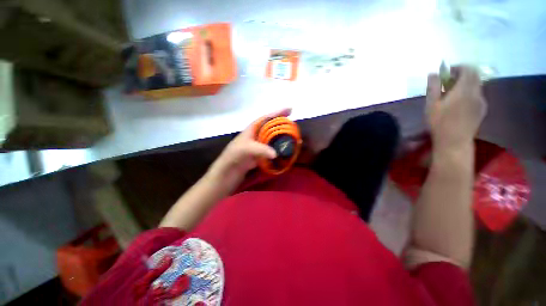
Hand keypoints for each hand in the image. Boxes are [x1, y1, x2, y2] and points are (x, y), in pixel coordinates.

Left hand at [207, 108, 291, 190]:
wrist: (228, 172)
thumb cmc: (234, 157)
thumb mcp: (245, 149)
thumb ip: (260, 149)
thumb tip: (276, 153)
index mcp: (252, 129)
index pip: (266, 118)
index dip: (278, 112)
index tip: (290, 109)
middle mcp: (256, 135)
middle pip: (271, 127)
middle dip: (282, 125)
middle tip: (294, 125)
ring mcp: (259, 145)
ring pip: (273, 138)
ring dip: (282, 138)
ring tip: (293, 137)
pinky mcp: (261, 155)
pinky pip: (272, 149)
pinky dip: (279, 149)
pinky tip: (286, 150)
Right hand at [426, 66, 486, 150]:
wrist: (454, 141)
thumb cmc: (439, 123)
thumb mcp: (431, 105)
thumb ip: (433, 87)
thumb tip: (433, 73)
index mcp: (464, 89)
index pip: (468, 69)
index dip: (458, 67)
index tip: (447, 73)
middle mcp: (476, 92)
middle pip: (474, 75)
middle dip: (462, 74)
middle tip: (449, 82)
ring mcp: (481, 101)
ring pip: (476, 84)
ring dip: (466, 84)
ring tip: (452, 94)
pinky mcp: (482, 108)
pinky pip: (477, 94)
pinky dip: (469, 92)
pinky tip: (459, 103)